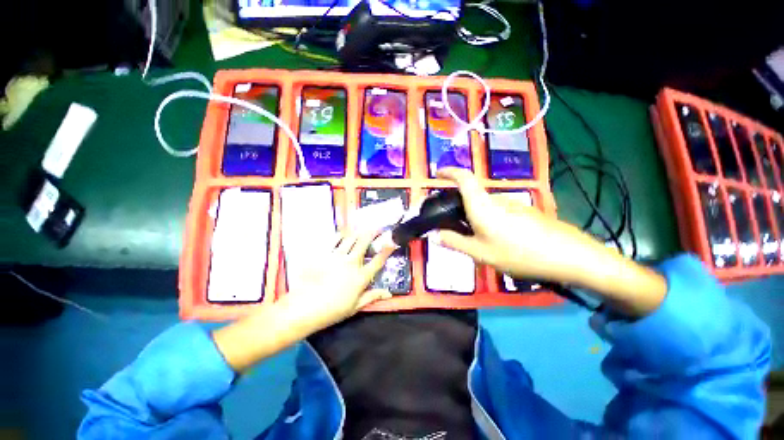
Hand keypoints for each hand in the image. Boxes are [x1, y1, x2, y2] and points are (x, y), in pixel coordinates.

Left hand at [285, 229, 393, 329]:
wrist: (305, 307)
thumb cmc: (333, 310)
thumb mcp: (356, 306)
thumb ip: (373, 296)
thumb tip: (389, 293)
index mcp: (361, 277)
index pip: (378, 261)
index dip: (386, 251)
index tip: (392, 243)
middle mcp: (352, 263)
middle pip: (364, 243)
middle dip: (372, 233)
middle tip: (376, 227)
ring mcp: (337, 257)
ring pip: (350, 239)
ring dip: (357, 232)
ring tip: (361, 228)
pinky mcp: (323, 254)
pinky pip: (334, 240)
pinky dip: (340, 235)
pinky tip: (343, 233)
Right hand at [434, 167, 591, 283]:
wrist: (567, 255)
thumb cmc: (517, 252)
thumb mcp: (480, 252)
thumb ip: (454, 242)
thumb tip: (433, 236)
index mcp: (481, 204)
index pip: (464, 178)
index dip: (450, 171)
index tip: (438, 173)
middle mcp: (496, 199)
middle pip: (472, 192)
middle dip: (457, 202)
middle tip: (449, 221)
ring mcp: (512, 204)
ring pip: (484, 204)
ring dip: (473, 213)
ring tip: (471, 235)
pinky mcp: (523, 211)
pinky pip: (497, 210)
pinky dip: (487, 218)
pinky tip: (493, 238)